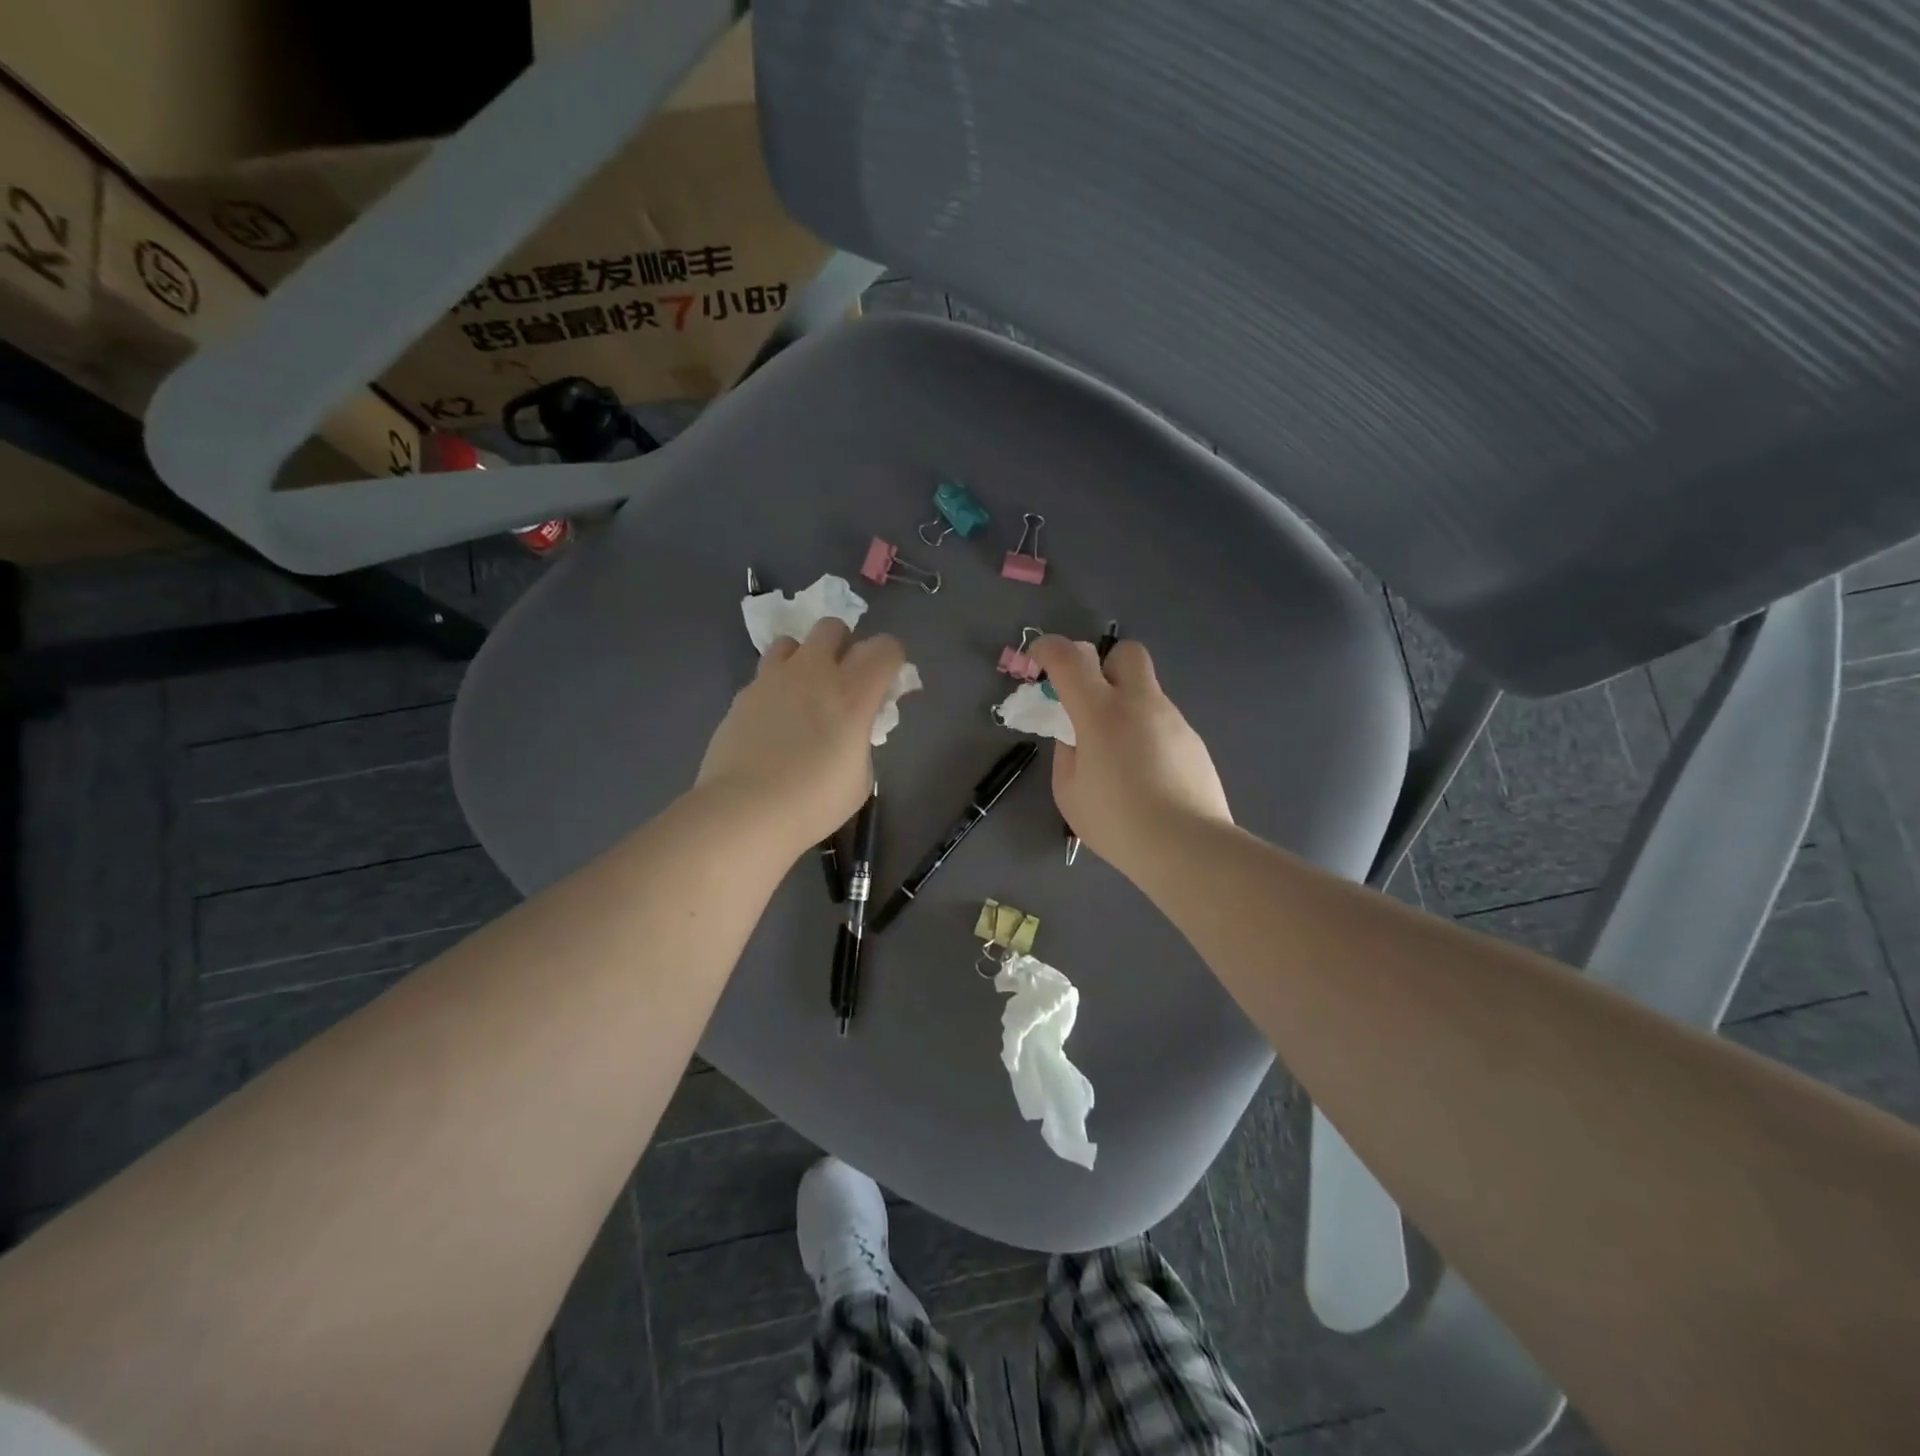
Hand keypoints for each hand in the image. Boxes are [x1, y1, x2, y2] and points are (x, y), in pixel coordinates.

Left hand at [697, 620, 904, 856]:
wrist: (745, 811)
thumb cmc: (814, 802)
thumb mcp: (861, 777)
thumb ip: (862, 740)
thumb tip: (853, 729)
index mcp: (853, 693)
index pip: (885, 647)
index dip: (891, 659)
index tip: (887, 682)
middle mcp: (814, 673)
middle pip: (833, 628)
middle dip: (843, 646)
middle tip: (842, 680)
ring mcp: (773, 679)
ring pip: (792, 642)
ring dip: (803, 659)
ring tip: (802, 693)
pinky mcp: (742, 694)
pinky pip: (764, 675)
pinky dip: (775, 688)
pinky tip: (773, 721)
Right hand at [1028, 635, 1231, 873]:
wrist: (1187, 847)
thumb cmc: (1117, 822)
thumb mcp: (1068, 792)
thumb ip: (1067, 754)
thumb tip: (1077, 738)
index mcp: (1100, 712)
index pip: (1069, 657)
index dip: (1047, 648)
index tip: (1039, 662)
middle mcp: (1140, 703)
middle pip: (1125, 653)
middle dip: (1104, 665)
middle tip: (1092, 703)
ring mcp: (1173, 720)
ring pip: (1146, 691)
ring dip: (1126, 707)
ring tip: (1119, 759)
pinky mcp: (1194, 741)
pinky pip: (1163, 723)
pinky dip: (1147, 735)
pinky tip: (1147, 776)